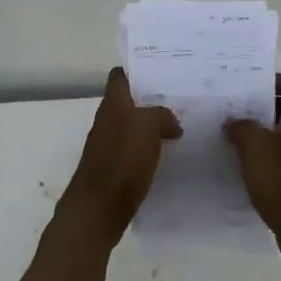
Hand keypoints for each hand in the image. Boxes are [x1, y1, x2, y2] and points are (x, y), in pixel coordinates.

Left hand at [58, 68, 181, 239]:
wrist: (98, 210)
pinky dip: (151, 149)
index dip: (137, 70)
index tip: (163, 71)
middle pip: (129, 102)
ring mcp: (109, 147)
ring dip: (153, 126)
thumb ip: (161, 115)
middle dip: (152, 99)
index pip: (120, 76)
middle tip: (182, 99)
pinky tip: (170, 156)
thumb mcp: (146, 127)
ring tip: (182, 126)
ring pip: (133, 127)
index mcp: (113, 106)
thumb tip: (171, 124)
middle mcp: (108, 122)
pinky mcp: (115, 170)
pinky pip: (135, 151)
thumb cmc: (121, 161)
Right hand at [224, 75, 280, 266]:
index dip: (277, 80)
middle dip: (258, 107)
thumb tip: (234, 121)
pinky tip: (235, 167)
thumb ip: (242, 128)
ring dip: (255, 135)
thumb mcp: (257, 148)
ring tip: (225, 135)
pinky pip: (276, 161)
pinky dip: (258, 160)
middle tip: (229, 108)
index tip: (250, 86)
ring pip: (278, 136)